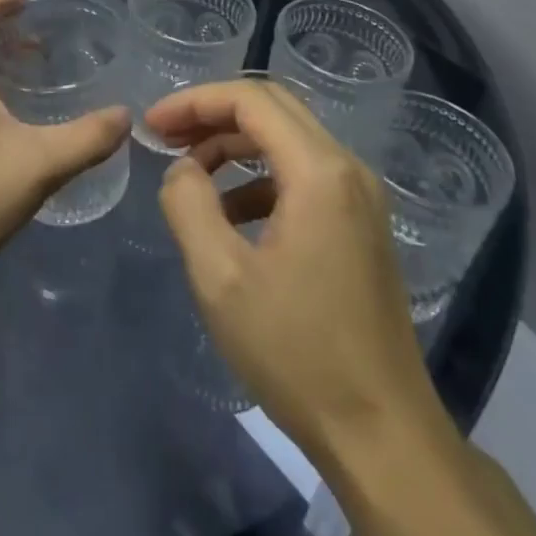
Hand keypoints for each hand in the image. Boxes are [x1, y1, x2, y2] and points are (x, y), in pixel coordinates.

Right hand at [146, 79, 454, 465]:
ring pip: (288, 138)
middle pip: (272, 107)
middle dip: (213, 114)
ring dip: (235, 144)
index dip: (194, 102)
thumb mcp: (220, 277)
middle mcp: (347, 168)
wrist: (382, 436)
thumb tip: (181, 170)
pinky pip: (303, 173)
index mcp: (319, 171)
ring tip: (190, 174)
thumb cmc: (297, 353)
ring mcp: (361, 197)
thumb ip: (188, 205)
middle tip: (166, 137)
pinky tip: (230, 215)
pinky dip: (259, 177)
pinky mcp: (361, 224)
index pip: (250, 100)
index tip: (152, 126)